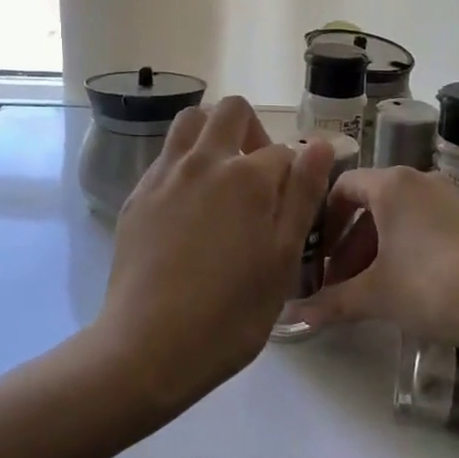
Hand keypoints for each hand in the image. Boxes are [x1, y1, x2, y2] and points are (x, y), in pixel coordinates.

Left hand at [94, 97, 332, 413]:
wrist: (148, 346)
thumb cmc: (230, 313)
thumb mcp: (283, 259)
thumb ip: (303, 196)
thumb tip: (320, 145)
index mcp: (246, 176)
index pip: (281, 151)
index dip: (293, 174)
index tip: (290, 206)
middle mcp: (203, 161)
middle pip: (231, 111)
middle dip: (252, 130)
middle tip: (257, 176)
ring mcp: (165, 174)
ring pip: (190, 121)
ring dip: (212, 133)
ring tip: (221, 177)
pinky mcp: (138, 194)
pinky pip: (166, 155)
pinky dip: (184, 161)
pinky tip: (188, 205)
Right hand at [299, 165, 458, 350]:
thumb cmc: (431, 287)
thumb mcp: (376, 295)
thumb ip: (332, 301)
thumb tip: (295, 316)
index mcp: (391, 184)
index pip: (342, 187)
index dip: (323, 221)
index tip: (316, 255)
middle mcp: (418, 180)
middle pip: (369, 204)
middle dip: (348, 243)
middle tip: (338, 281)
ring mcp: (448, 197)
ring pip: (397, 216)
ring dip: (375, 249)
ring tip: (368, 289)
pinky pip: (423, 224)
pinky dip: (404, 247)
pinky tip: (404, 285)